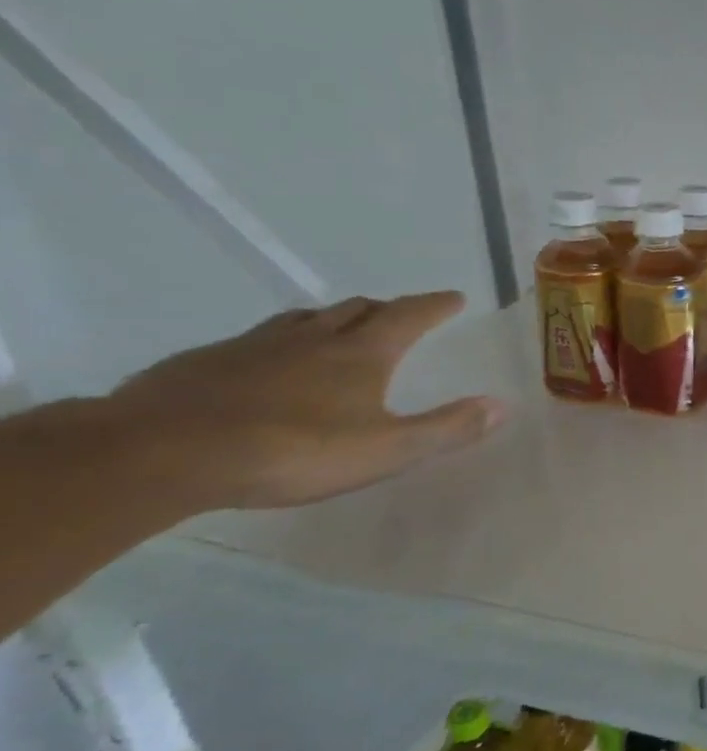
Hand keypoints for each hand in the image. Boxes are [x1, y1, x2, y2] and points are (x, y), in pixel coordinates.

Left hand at [109, 291, 503, 511]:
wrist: (160, 454)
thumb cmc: (292, 450)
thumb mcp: (387, 450)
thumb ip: (447, 428)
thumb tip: (502, 405)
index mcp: (360, 353)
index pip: (409, 315)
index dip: (435, 305)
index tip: (454, 297)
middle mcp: (311, 337)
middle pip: (356, 309)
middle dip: (385, 308)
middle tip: (400, 314)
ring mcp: (253, 346)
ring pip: (303, 319)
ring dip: (331, 319)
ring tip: (338, 330)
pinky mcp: (204, 363)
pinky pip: (255, 341)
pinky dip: (280, 343)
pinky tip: (268, 366)